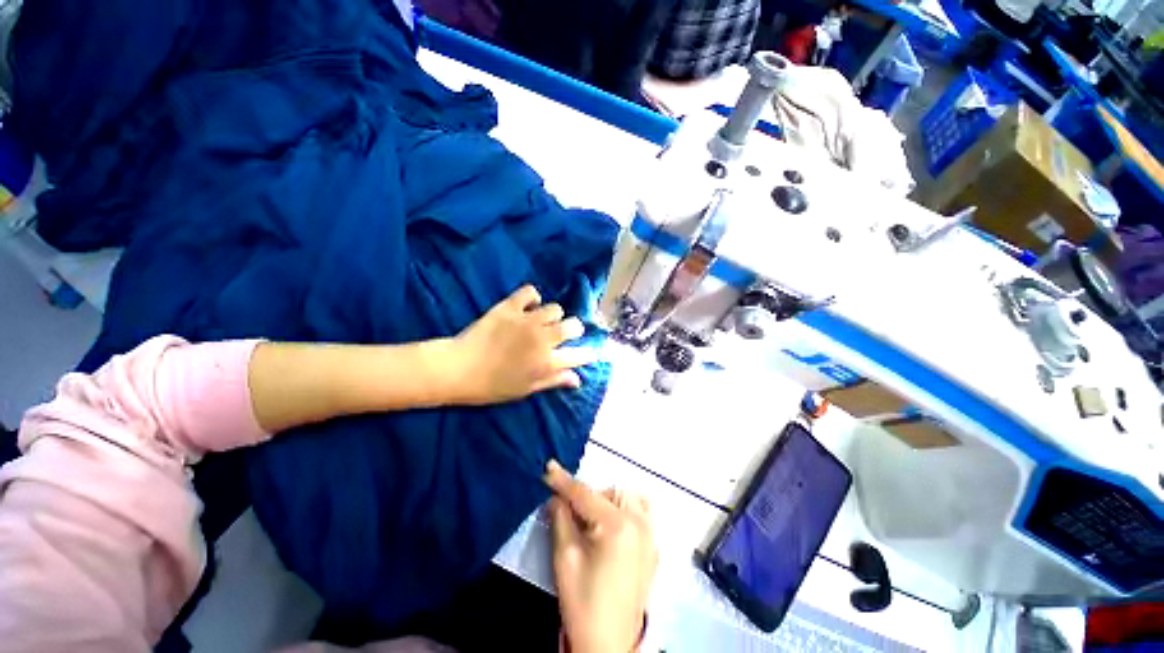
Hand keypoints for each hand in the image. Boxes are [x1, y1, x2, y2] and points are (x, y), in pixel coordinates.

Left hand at [448, 285, 595, 404]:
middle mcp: (543, 339)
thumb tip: (577, 379)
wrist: (458, 369)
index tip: (590, 352)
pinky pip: (530, 292)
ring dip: (552, 315)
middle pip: (573, 326)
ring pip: (555, 308)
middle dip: (573, 329)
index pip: (579, 355)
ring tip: (540, 320)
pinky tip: (527, 306)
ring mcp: (527, 321)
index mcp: (547, 363)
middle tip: (561, 334)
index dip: (588, 353)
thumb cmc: (492, 386)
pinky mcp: (510, 307)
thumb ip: (554, 381)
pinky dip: (532, 297)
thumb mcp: (526, 389)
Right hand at [545, 460, 656, 652]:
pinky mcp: (652, 546)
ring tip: (591, 519)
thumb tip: (556, 497)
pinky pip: (641, 512)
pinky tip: (610, 525)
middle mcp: (639, 522)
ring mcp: (650, 534)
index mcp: (618, 525)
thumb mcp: (565, 558)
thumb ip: (561, 519)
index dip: (564, 481)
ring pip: (627, 498)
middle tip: (569, 511)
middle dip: (587, 496)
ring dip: (607, 500)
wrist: (609, 645)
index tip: (548, 468)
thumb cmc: (583, 603)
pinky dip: (625, 509)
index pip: (585, 494)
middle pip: (608, 492)